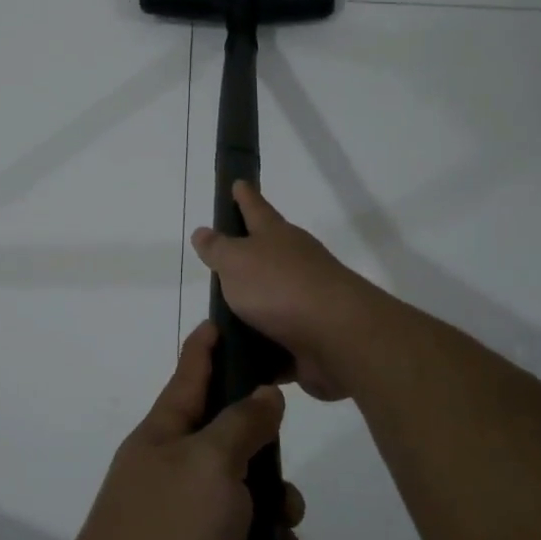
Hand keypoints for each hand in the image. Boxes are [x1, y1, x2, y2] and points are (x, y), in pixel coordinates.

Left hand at [58, 321, 300, 539]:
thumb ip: (242, 424)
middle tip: (286, 505)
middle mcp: (176, 480)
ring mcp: (187, 536)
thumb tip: (263, 394)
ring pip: (255, 522)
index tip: (221, 320)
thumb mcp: (208, 464)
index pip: (190, 377)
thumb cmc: (166, 534)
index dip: (207, 348)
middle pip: (238, 458)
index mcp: (166, 439)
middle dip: (274, 484)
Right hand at [190, 182, 375, 402]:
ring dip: (252, 307)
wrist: (337, 336)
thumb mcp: (237, 261)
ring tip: (220, 318)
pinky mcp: (309, 337)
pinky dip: (261, 347)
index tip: (238, 182)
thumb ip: (218, 249)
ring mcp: (305, 301)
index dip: (244, 196)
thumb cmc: (280, 287)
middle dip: (248, 254)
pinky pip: (277, 341)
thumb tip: (203, 231)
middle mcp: (294, 263)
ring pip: (272, 299)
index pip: (256, 208)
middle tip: (221, 259)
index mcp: (276, 236)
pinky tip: (241, 357)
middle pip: (268, 253)